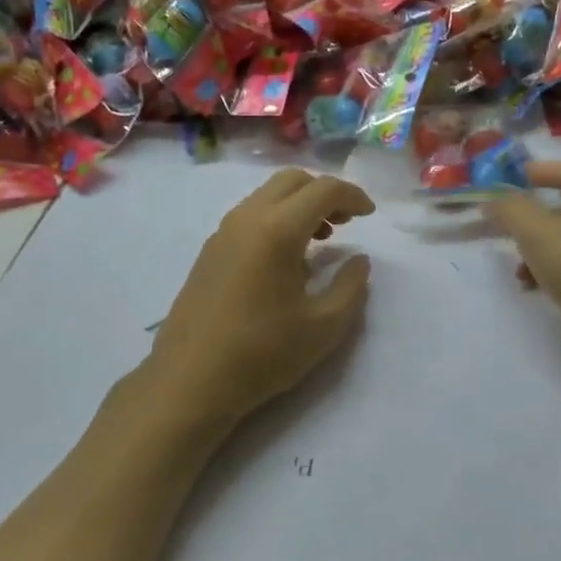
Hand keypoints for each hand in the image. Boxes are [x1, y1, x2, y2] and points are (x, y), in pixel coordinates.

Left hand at [147, 169, 374, 427]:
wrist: (190, 381)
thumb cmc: (262, 353)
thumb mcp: (324, 327)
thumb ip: (351, 287)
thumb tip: (359, 261)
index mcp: (277, 230)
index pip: (323, 190)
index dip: (353, 195)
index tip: (370, 215)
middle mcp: (247, 219)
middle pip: (292, 180)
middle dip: (324, 192)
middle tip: (346, 222)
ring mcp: (222, 232)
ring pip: (267, 195)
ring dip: (299, 205)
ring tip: (321, 240)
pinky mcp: (209, 250)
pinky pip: (250, 215)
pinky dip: (276, 219)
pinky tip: (286, 260)